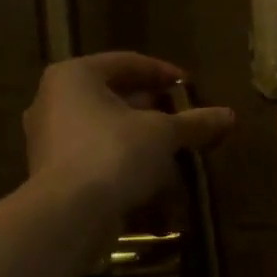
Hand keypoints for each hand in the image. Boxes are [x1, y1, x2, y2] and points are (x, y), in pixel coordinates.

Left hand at [24, 52, 234, 217]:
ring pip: (104, 130)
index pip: (126, 63)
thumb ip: (194, 122)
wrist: (68, 214)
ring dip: (138, 138)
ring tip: (172, 149)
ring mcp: (48, 140)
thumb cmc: (114, 153)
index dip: (163, 73)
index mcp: (74, 76)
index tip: (191, 87)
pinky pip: (94, 157)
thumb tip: (229, 115)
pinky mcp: (52, 174)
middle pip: (112, 96)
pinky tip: (150, 177)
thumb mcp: (162, 133)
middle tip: (182, 118)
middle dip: (151, 108)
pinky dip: (122, 162)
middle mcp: (53, 101)